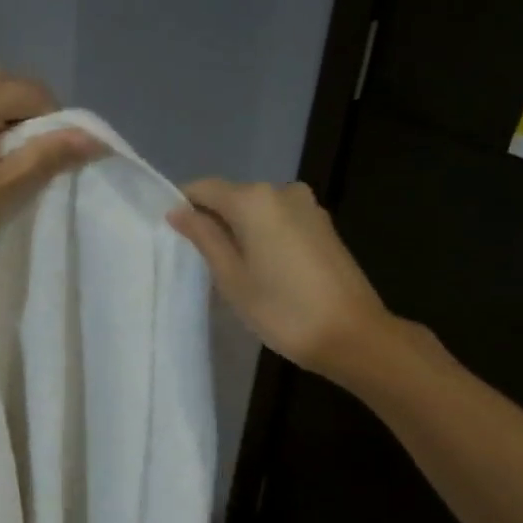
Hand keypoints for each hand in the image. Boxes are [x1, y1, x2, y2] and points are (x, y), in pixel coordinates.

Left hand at [0, 66, 103, 293]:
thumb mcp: (2, 193)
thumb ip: (45, 157)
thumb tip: (92, 137)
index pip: (29, 89)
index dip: (55, 119)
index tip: (58, 158)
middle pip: (0, 82)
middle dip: (27, 112)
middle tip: (35, 158)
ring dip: (1, 119)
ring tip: (7, 165)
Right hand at [167, 179, 390, 380]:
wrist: (350, 334)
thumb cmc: (282, 310)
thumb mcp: (232, 278)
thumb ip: (205, 238)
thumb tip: (178, 212)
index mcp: (254, 200)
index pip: (205, 188)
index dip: (184, 207)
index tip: (172, 236)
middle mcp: (282, 191)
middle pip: (233, 197)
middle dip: (214, 221)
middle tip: (200, 262)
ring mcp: (307, 207)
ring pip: (257, 211)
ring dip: (240, 231)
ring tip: (231, 271)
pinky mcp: (323, 225)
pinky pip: (279, 222)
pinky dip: (263, 237)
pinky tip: (262, 271)